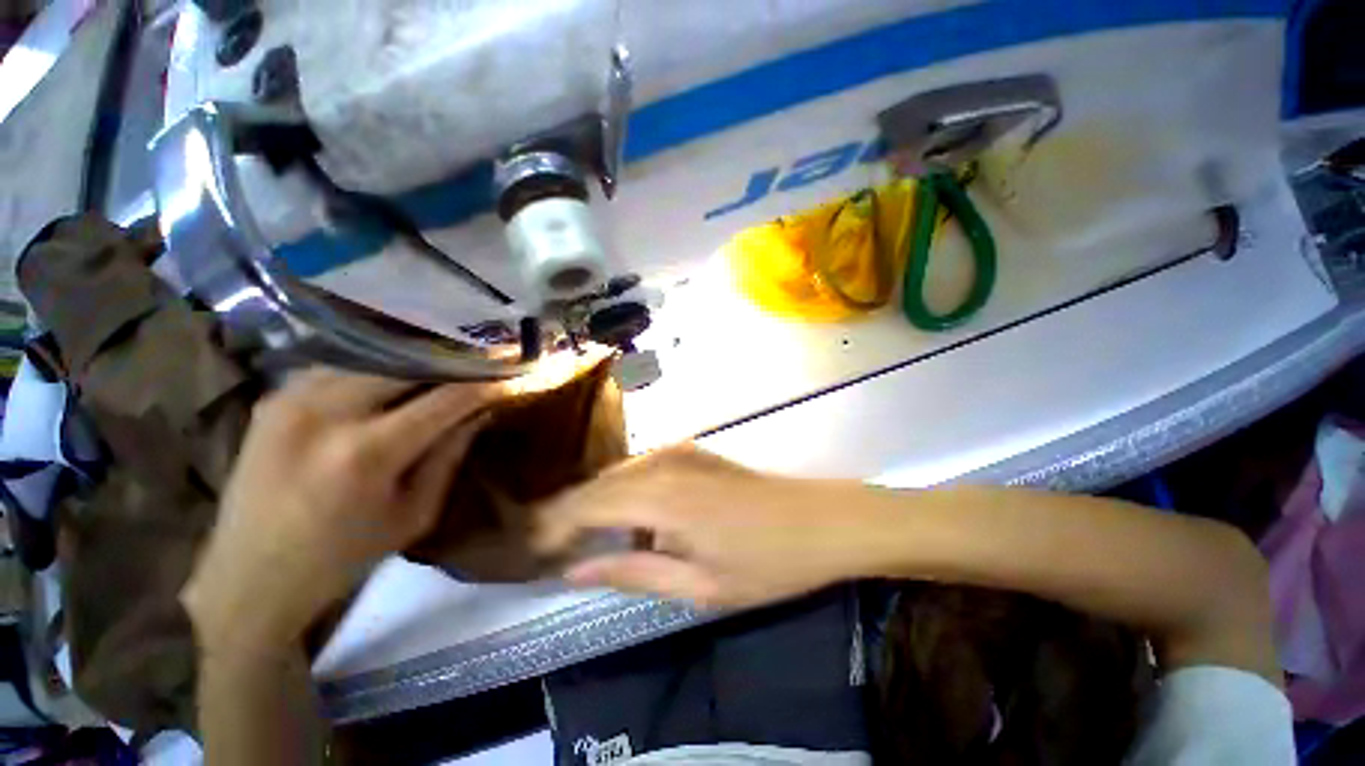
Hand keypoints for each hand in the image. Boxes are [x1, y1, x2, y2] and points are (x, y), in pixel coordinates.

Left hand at [182, 369, 500, 651]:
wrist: (248, 578)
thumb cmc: (343, 557)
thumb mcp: (415, 514)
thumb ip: (450, 454)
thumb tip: (482, 411)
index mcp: (367, 452)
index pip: (446, 398)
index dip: (487, 384)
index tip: (514, 374)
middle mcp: (326, 411)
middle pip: (410, 365)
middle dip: (453, 365)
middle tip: (483, 366)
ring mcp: (292, 397)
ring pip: (376, 360)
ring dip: (415, 366)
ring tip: (444, 372)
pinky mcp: (275, 397)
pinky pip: (342, 368)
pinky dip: (377, 373)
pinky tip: (391, 385)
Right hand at [534, 446, 891, 608]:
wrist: (821, 520)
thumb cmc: (766, 562)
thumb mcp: (696, 584)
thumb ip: (632, 572)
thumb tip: (575, 569)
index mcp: (660, 494)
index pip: (586, 504)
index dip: (555, 525)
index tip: (534, 550)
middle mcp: (662, 461)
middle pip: (598, 483)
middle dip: (570, 513)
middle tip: (552, 547)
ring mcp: (680, 450)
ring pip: (619, 473)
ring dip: (597, 502)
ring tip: (582, 536)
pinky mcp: (693, 451)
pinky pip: (642, 467)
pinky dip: (625, 491)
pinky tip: (629, 517)